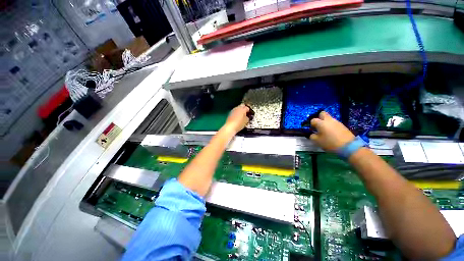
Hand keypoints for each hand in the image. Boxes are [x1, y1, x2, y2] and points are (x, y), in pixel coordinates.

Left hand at [222, 104, 249, 133]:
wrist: (230, 127)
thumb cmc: (239, 124)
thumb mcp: (246, 121)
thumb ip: (247, 118)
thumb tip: (247, 117)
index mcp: (242, 109)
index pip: (247, 107)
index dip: (249, 110)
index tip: (250, 113)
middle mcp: (237, 108)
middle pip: (242, 106)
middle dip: (244, 108)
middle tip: (246, 113)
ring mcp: (233, 110)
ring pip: (238, 108)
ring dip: (240, 110)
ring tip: (242, 115)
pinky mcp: (230, 113)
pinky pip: (235, 111)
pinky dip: (237, 113)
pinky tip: (237, 117)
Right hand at [310, 111, 354, 151]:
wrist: (348, 146)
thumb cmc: (329, 143)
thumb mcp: (317, 141)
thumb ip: (312, 136)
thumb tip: (313, 134)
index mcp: (321, 123)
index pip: (313, 120)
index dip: (312, 125)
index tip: (313, 130)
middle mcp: (328, 120)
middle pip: (322, 114)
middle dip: (319, 118)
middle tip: (319, 125)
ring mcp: (337, 122)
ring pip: (329, 119)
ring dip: (326, 123)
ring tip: (326, 131)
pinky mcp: (342, 125)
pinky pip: (334, 123)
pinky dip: (332, 126)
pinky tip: (332, 133)